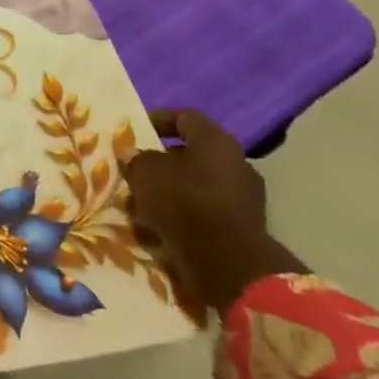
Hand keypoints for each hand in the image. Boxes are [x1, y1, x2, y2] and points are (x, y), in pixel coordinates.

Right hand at [123, 108, 304, 313]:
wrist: (226, 262)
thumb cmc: (183, 201)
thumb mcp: (145, 171)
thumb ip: (137, 158)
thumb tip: (136, 156)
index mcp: (216, 141)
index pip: (184, 117)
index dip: (156, 120)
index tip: (133, 132)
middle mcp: (237, 164)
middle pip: (191, 154)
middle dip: (162, 162)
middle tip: (136, 170)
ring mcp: (245, 197)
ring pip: (197, 184)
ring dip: (171, 190)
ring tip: (143, 202)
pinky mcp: (243, 227)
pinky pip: (205, 211)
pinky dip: (184, 214)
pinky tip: (161, 224)